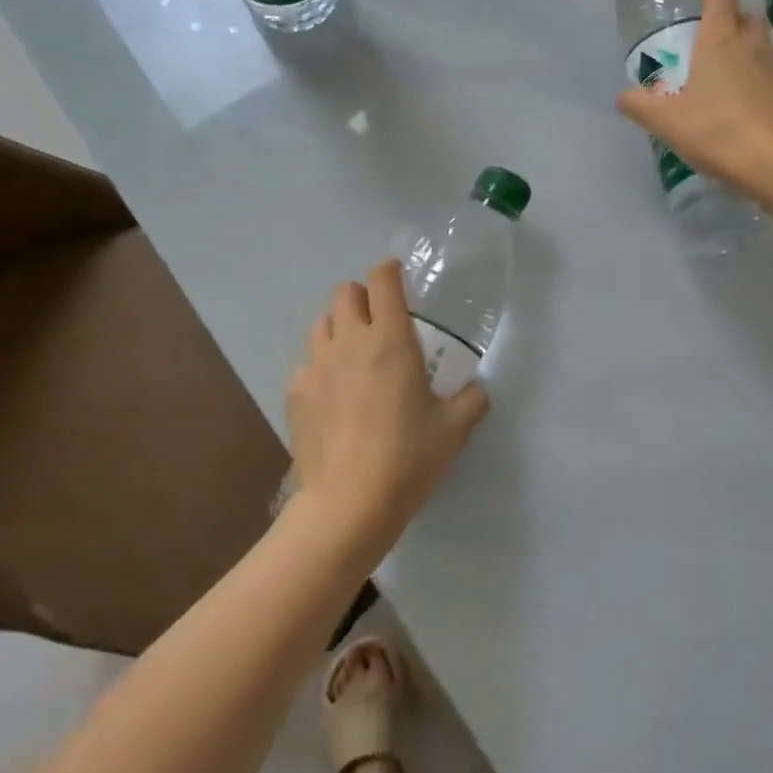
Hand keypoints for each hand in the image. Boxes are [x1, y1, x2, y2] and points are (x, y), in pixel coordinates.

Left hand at [285, 259, 489, 551]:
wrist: (350, 501)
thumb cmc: (408, 457)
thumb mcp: (454, 429)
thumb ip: (471, 399)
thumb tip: (477, 389)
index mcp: (389, 340)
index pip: (383, 282)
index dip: (390, 271)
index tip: (398, 276)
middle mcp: (348, 342)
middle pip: (345, 293)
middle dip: (362, 297)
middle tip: (379, 321)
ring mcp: (316, 366)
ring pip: (321, 323)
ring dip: (339, 327)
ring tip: (354, 354)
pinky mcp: (296, 392)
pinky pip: (307, 363)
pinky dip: (322, 367)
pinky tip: (335, 396)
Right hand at [616, 0, 772, 202]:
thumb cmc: (716, 131)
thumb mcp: (665, 122)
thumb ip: (640, 105)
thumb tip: (622, 96)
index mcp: (720, 40)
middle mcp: (755, 44)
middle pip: (747, 15)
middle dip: (732, 19)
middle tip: (713, 40)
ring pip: (765, 47)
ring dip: (750, 54)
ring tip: (731, 80)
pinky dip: (766, 85)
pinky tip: (755, 110)